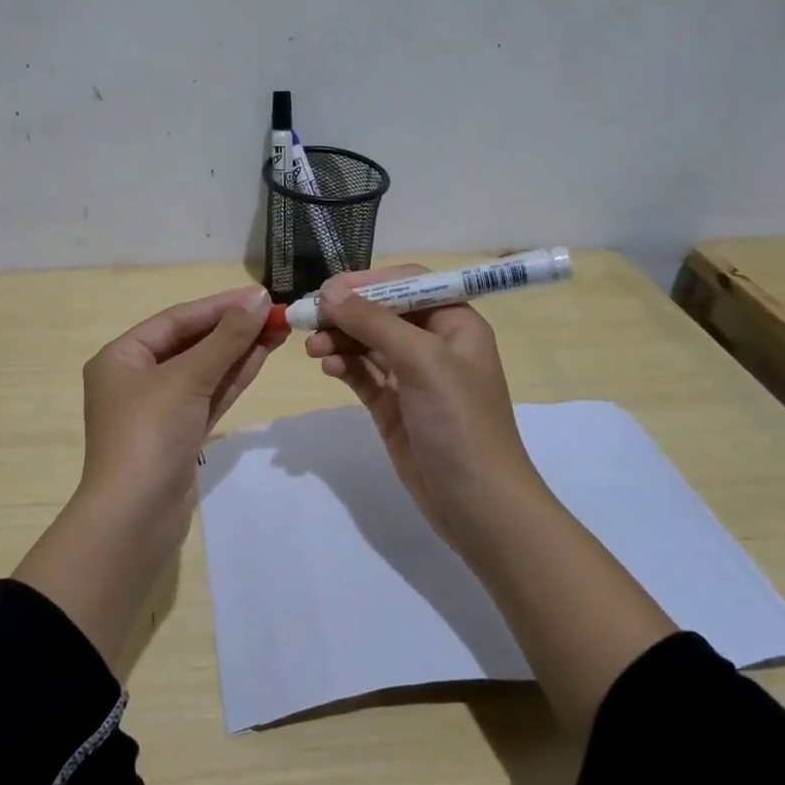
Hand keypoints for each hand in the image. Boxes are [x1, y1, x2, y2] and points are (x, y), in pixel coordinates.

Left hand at [77, 283, 286, 519]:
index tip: (260, 296)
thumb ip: (225, 339)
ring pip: (203, 371)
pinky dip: (232, 379)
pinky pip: (208, 397)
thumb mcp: (187, 378)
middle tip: (276, 313)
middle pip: (190, 343)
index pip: (175, 320)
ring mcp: (158, 409)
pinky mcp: (179, 435)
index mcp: (121, 357)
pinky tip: (261, 358)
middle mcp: (136, 378)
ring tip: (278, 330)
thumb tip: (258, 300)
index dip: (219, 306)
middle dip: (232, 329)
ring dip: (238, 351)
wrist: (135, 517)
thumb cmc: (150, 434)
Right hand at [306, 265, 549, 557]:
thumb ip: (374, 323)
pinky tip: (327, 366)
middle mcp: (434, 344)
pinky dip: (343, 366)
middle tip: (308, 318)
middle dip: (346, 313)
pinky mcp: (393, 406)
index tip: (326, 289)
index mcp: (455, 323)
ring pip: (367, 343)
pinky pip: (362, 374)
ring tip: (312, 348)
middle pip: (382, 312)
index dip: (367, 282)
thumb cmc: (459, 421)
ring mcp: (412, 377)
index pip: (408, 284)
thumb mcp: (421, 361)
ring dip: (339, 339)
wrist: (476, 502)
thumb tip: (329, 293)